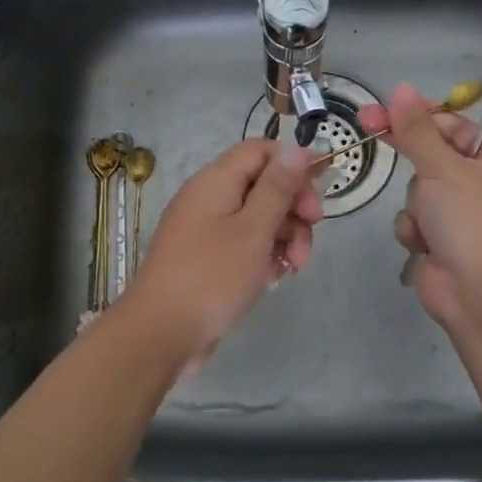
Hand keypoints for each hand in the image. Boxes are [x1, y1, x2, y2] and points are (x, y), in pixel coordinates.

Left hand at [122, 139, 322, 370]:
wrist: (162, 334)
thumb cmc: (212, 276)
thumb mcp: (253, 229)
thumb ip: (277, 188)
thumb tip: (296, 147)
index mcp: (216, 181)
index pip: (260, 151)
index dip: (293, 164)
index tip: (320, 192)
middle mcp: (209, 199)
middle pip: (263, 185)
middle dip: (293, 208)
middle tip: (312, 234)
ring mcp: (206, 230)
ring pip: (258, 218)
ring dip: (284, 237)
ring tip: (294, 268)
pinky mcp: (207, 259)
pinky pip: (244, 245)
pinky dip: (264, 256)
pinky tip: (274, 279)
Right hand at [358, 82, 481, 336]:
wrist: (479, 293)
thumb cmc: (471, 221)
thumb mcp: (443, 167)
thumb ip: (417, 130)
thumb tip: (401, 88)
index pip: (455, 128)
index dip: (420, 117)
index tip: (383, 109)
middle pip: (432, 160)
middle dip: (414, 164)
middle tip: (369, 130)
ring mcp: (461, 220)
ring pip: (417, 194)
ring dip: (415, 206)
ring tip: (428, 223)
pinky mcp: (440, 245)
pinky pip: (414, 223)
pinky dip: (414, 232)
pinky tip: (424, 246)